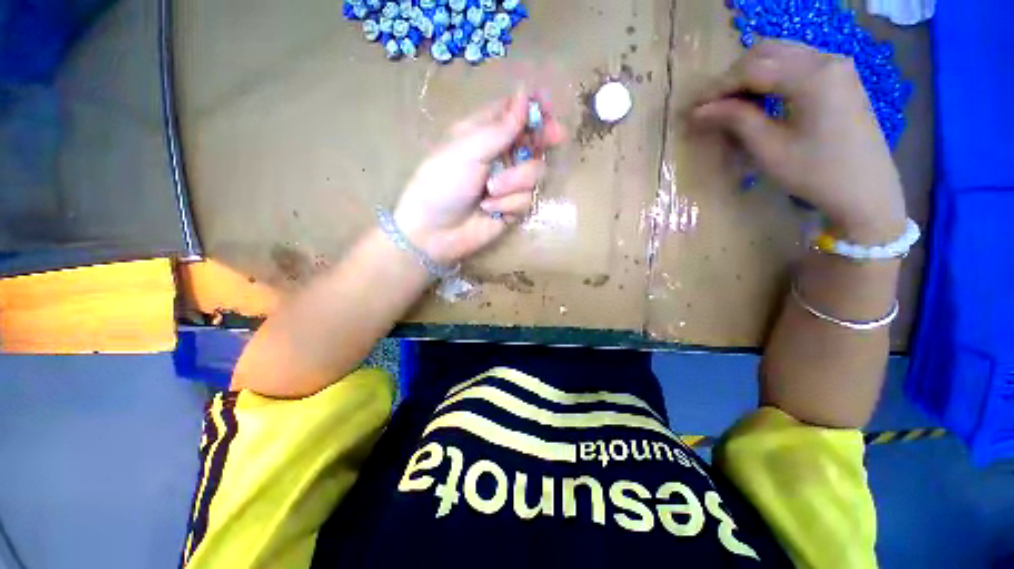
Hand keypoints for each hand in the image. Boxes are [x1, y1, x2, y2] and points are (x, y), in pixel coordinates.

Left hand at [393, 91, 565, 263]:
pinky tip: (489, 209)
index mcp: (484, 133)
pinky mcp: (512, 207)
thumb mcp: (467, 150)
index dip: (533, 107)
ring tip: (490, 191)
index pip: (515, 113)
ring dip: (515, 181)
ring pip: (534, 172)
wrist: (434, 231)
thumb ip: (499, 129)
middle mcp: (499, 156)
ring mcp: (508, 183)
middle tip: (556, 136)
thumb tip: (525, 95)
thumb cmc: (442, 183)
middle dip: (543, 139)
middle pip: (533, 141)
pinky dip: (508, 204)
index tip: (548, 106)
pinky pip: (526, 199)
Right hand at [690, 40, 907, 242]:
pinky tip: (759, 98)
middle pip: (766, 53)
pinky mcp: (839, 77)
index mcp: (812, 77)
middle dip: (732, 77)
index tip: (692, 107)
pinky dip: (771, 76)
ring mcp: (836, 66)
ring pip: (780, 54)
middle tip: (710, 106)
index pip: (752, 69)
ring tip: (730, 104)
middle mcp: (826, 60)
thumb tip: (699, 111)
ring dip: (750, 74)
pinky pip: (796, 63)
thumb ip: (736, 120)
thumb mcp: (769, 148)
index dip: (717, 88)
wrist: (866, 191)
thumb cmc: (815, 173)